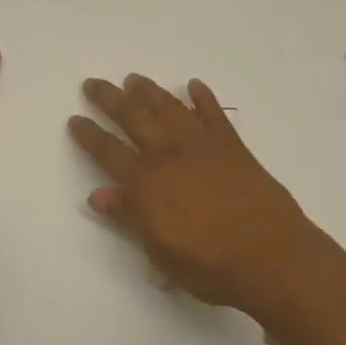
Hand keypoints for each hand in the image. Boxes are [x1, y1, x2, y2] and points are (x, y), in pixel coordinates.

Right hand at [69, 74, 318, 312]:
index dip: (89, 135)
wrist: (270, 255)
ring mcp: (203, 146)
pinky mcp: (233, 146)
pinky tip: (194, 85)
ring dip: (149, 91)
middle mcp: (169, 155)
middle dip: (110, 99)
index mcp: (146, 183)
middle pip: (133, 117)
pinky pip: (214, 113)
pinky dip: (203, 97)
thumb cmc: (209, 265)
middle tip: (93, 83)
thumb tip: (98, 195)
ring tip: (134, 79)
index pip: (108, 152)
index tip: (75, 119)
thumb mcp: (159, 252)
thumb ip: (129, 218)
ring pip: (169, 108)